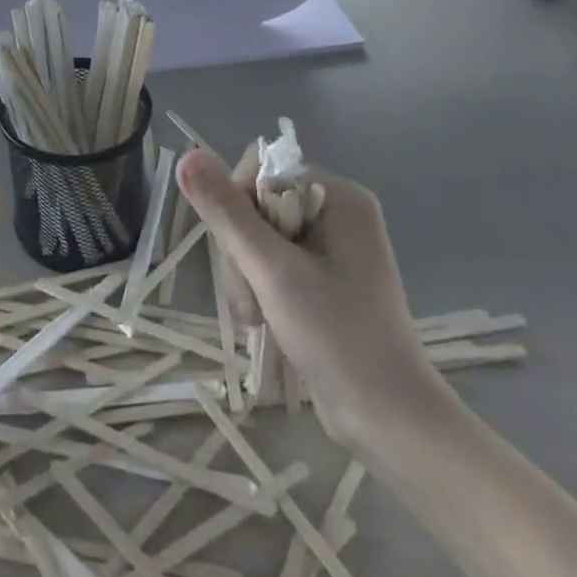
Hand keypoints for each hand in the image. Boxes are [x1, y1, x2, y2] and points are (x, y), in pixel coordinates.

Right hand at [176, 147, 452, 458]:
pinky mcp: (326, 277)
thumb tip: (187, 156)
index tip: (241, 256)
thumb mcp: (273, 271)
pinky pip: (273, 261)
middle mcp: (338, 211)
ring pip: (258, 235)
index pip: (261, 171)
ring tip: (256, 316)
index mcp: (339, 196)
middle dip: (241, 250)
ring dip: (246, 274)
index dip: (236, 206)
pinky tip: (263, 318)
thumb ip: (227, 212)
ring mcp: (333, 246)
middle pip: (257, 204)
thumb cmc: (337, 338)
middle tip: (251, 298)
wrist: (389, 421)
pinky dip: (260, 287)